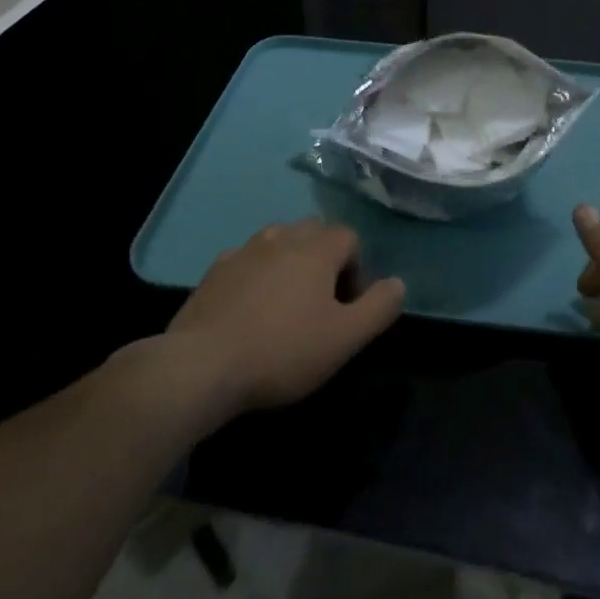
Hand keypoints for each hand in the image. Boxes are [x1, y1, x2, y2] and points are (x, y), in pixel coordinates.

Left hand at [161, 219, 404, 418]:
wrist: (201, 366)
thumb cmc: (283, 350)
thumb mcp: (345, 338)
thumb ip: (379, 307)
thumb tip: (398, 283)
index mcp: (316, 248)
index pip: (349, 237)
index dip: (356, 269)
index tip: (347, 307)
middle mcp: (281, 237)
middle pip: (314, 232)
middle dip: (324, 259)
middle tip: (321, 304)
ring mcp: (243, 250)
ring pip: (279, 242)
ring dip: (290, 263)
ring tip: (286, 305)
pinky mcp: (214, 271)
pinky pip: (247, 261)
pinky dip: (257, 276)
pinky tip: (251, 312)